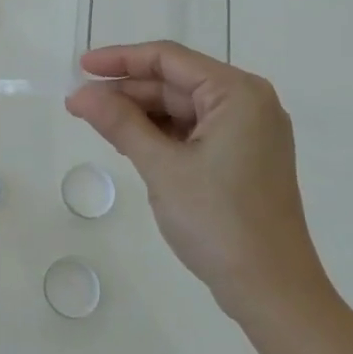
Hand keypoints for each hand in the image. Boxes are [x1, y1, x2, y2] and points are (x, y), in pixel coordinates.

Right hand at [66, 42, 328, 319]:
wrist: (273, 294)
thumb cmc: (219, 222)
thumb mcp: (162, 167)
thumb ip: (119, 123)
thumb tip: (79, 94)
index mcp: (238, 93)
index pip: (169, 59)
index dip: (121, 59)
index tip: (81, 67)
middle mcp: (249, 103)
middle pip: (175, 82)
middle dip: (127, 91)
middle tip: (80, 104)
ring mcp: (249, 132)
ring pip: (182, 107)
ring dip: (140, 114)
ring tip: (97, 123)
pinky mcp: (244, 157)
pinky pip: (194, 130)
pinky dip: (161, 134)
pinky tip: (129, 142)